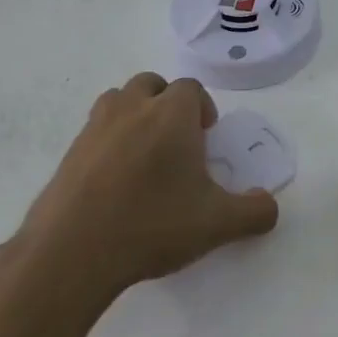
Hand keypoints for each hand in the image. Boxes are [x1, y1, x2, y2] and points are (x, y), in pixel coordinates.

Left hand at [23, 73, 278, 289]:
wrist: (71, 253)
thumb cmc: (152, 225)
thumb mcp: (217, 224)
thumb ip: (254, 212)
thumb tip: (269, 206)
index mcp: (171, 115)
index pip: (190, 88)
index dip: (202, 107)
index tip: (206, 137)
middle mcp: (132, 110)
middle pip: (151, 84)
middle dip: (167, 103)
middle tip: (177, 141)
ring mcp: (95, 129)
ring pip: (118, 100)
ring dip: (135, 114)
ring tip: (145, 153)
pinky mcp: (68, 154)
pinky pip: (95, 131)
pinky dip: (109, 142)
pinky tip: (116, 181)